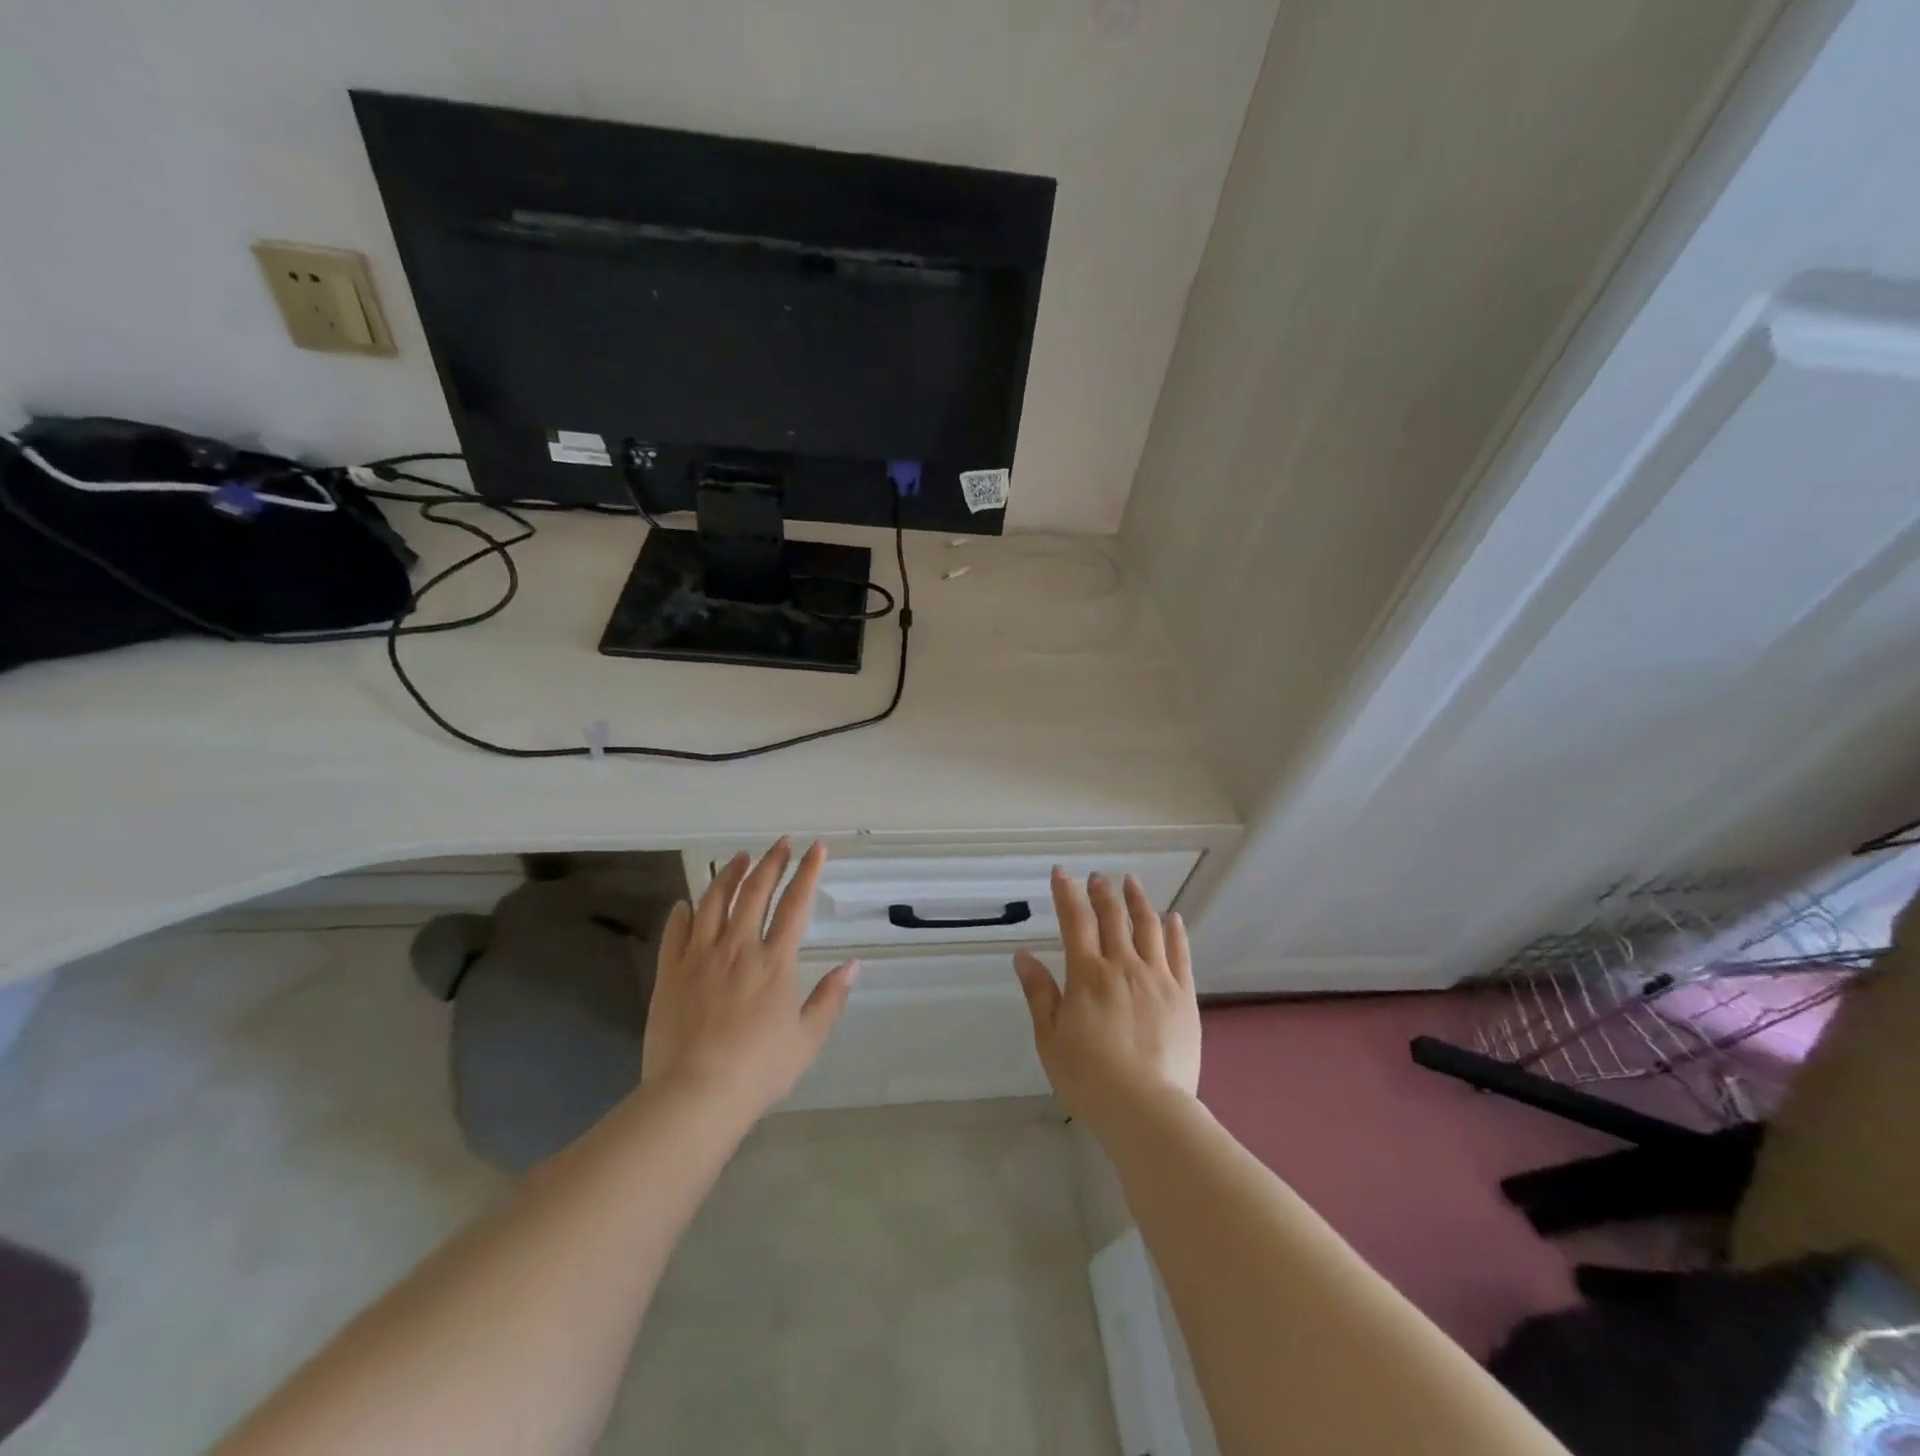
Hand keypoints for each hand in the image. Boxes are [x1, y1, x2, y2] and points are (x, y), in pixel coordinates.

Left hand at [641, 839, 856, 1120]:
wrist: (695, 1095)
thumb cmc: (759, 1070)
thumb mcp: (807, 1039)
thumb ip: (830, 998)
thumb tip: (853, 965)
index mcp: (775, 961)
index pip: (796, 904)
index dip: (808, 871)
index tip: (816, 847)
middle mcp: (739, 948)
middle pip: (755, 892)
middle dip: (771, 862)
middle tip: (780, 843)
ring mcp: (700, 957)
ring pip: (713, 903)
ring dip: (728, 875)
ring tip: (737, 858)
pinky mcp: (670, 974)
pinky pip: (675, 933)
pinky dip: (681, 913)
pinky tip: (685, 903)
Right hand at [1014, 869, 1200, 1132]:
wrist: (1146, 1109)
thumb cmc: (1088, 1076)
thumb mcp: (1050, 1038)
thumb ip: (1039, 993)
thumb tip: (1023, 955)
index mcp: (1087, 974)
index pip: (1075, 920)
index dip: (1067, 892)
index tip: (1061, 873)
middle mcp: (1123, 965)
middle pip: (1113, 916)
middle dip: (1102, 891)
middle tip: (1098, 876)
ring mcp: (1157, 978)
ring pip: (1148, 926)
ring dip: (1137, 900)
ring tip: (1131, 882)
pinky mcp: (1183, 995)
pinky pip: (1179, 953)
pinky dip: (1174, 930)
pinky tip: (1172, 918)